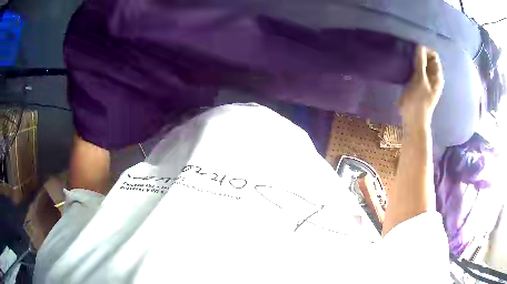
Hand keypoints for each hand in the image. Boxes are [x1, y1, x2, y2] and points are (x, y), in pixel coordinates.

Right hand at [399, 46, 443, 128]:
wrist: (413, 120)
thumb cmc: (419, 100)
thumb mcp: (420, 79)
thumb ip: (421, 62)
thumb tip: (420, 46)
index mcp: (437, 76)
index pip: (433, 56)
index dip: (425, 52)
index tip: (415, 53)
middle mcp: (433, 77)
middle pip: (427, 59)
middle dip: (419, 55)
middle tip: (409, 57)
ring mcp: (425, 81)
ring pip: (421, 65)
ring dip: (414, 62)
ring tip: (406, 62)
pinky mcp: (418, 84)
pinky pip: (416, 71)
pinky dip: (411, 67)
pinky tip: (405, 68)